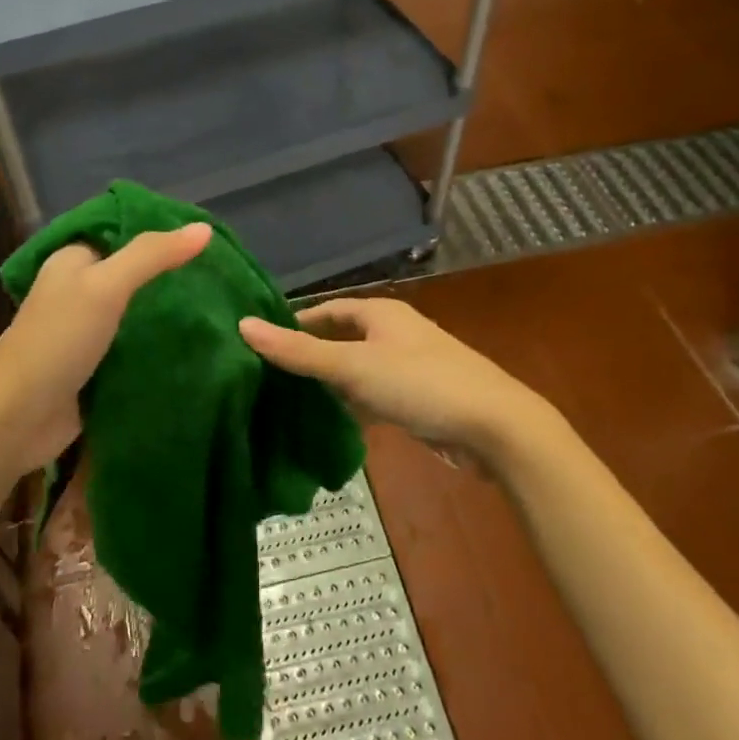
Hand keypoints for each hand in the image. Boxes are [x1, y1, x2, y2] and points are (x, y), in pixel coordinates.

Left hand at [0, 222, 211, 480]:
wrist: (16, 419)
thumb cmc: (57, 341)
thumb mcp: (105, 286)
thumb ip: (152, 256)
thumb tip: (204, 228)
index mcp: (73, 262)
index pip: (124, 235)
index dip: (163, 235)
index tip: (210, 241)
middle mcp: (78, 292)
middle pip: (134, 277)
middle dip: (172, 279)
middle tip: (222, 279)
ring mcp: (87, 334)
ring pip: (137, 315)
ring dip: (170, 316)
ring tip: (221, 311)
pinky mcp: (96, 370)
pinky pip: (135, 351)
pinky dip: (160, 349)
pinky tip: (198, 347)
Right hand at [238, 296, 537, 464]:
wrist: (495, 428)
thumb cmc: (421, 384)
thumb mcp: (353, 366)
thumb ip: (298, 351)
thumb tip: (243, 325)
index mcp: (380, 313)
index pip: (326, 310)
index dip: (295, 324)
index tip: (260, 343)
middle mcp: (393, 334)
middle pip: (340, 340)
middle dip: (308, 357)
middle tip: (265, 377)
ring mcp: (407, 368)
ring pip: (355, 372)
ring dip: (328, 385)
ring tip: (284, 403)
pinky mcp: (416, 401)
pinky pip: (372, 398)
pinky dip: (351, 407)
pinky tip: (327, 426)